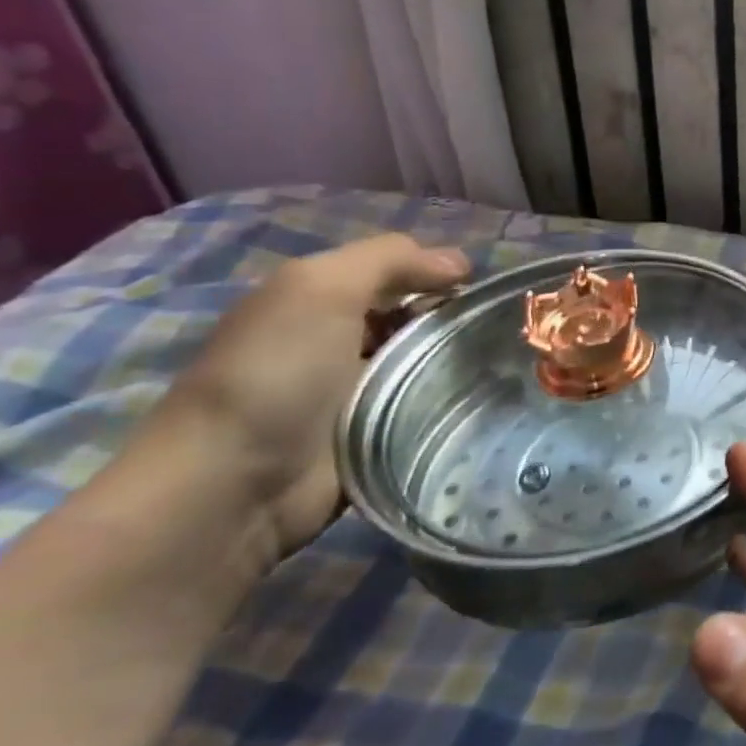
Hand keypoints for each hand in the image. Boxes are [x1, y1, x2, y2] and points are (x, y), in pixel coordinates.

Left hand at [145, 233, 468, 568]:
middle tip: (501, 330)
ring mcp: (366, 392)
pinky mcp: (385, 435)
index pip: (400, 273)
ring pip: (435, 362)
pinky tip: (491, 398)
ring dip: (466, 362)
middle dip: (460, 319)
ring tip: (510, 364)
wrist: (236, 485)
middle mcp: (345, 341)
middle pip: (422, 318)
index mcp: (323, 301)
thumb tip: (460, 264)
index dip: (440, 274)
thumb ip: (389, 260)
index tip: (481, 291)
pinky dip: (460, 403)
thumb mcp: (320, 287)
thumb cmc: (276, 372)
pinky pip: (434, 408)